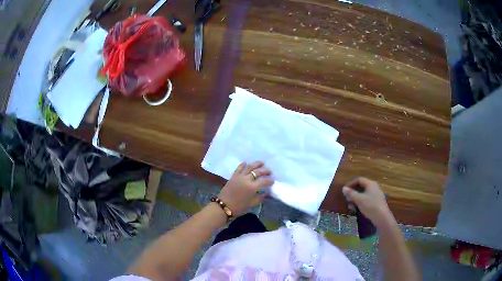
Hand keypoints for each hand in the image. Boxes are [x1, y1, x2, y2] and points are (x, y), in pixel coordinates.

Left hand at [218, 161, 273, 215]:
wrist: (224, 206)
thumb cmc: (239, 207)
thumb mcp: (252, 203)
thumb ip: (260, 197)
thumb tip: (266, 193)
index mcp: (252, 187)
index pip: (264, 181)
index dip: (269, 180)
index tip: (273, 181)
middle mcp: (247, 179)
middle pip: (258, 172)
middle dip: (265, 170)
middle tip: (270, 171)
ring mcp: (239, 176)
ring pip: (249, 167)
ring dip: (256, 164)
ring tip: (262, 163)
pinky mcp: (233, 176)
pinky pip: (239, 168)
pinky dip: (243, 164)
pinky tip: (246, 162)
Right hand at [342, 177, 392, 226]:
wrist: (382, 217)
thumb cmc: (370, 206)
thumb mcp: (359, 199)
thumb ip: (351, 193)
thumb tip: (344, 188)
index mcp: (370, 184)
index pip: (359, 179)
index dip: (350, 184)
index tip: (344, 191)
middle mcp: (374, 187)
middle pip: (361, 187)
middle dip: (353, 193)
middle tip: (347, 199)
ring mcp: (376, 195)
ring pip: (363, 194)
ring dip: (356, 199)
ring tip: (351, 206)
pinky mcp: (376, 202)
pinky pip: (367, 199)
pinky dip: (360, 202)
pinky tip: (357, 209)